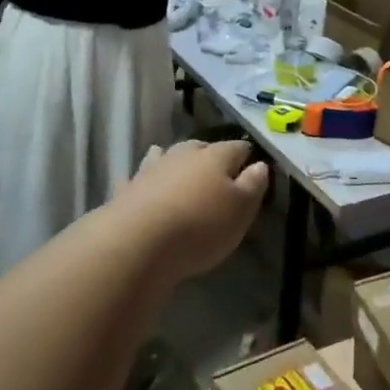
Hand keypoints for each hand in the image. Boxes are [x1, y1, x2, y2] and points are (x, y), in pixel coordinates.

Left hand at [116, 140, 268, 280]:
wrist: (138, 242)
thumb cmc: (200, 226)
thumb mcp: (241, 210)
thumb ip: (253, 185)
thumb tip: (260, 164)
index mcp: (215, 157)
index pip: (237, 147)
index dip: (247, 155)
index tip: (253, 166)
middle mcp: (183, 155)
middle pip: (200, 147)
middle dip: (210, 156)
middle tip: (217, 172)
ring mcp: (152, 169)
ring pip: (167, 155)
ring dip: (175, 161)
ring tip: (180, 170)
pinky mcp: (128, 188)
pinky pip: (138, 177)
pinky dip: (144, 179)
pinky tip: (142, 184)